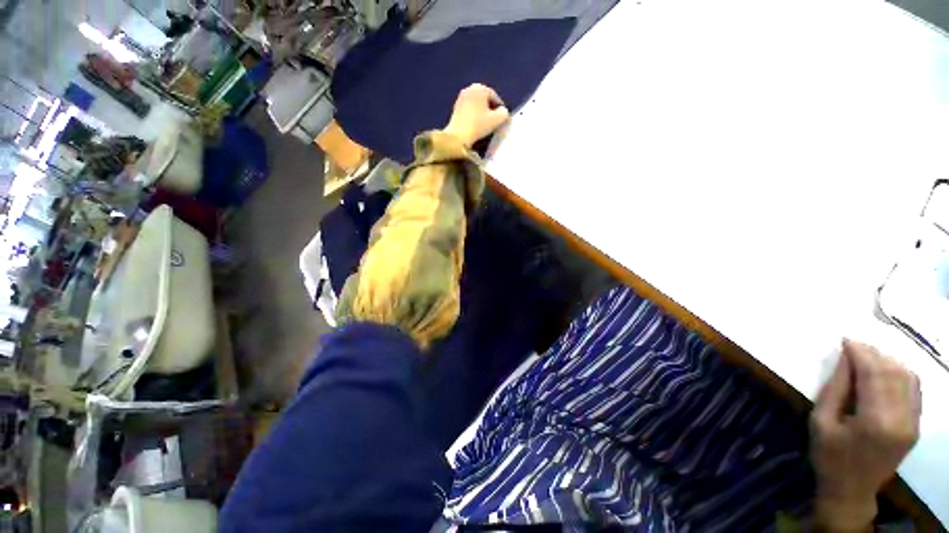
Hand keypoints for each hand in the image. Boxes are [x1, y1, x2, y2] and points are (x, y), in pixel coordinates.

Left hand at [443, 84, 510, 148]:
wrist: (458, 136)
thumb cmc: (478, 125)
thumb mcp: (497, 120)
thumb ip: (504, 113)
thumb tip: (503, 111)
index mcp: (480, 88)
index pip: (495, 97)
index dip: (500, 108)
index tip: (502, 118)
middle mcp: (470, 89)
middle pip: (485, 99)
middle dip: (490, 108)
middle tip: (494, 121)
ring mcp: (461, 98)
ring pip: (476, 104)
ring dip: (482, 112)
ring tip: (485, 123)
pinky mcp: (455, 107)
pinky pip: (469, 109)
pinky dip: (474, 115)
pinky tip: (476, 125)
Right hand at [811, 340, 920, 530]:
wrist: (851, 490)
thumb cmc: (829, 456)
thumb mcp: (821, 422)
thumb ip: (836, 389)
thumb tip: (846, 358)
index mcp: (874, 421)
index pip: (873, 374)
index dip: (860, 352)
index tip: (845, 339)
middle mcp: (901, 419)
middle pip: (894, 372)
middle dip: (874, 353)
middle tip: (854, 346)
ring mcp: (912, 423)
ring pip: (909, 378)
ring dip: (888, 361)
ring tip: (867, 357)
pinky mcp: (916, 425)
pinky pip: (914, 389)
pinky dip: (900, 374)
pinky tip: (884, 372)